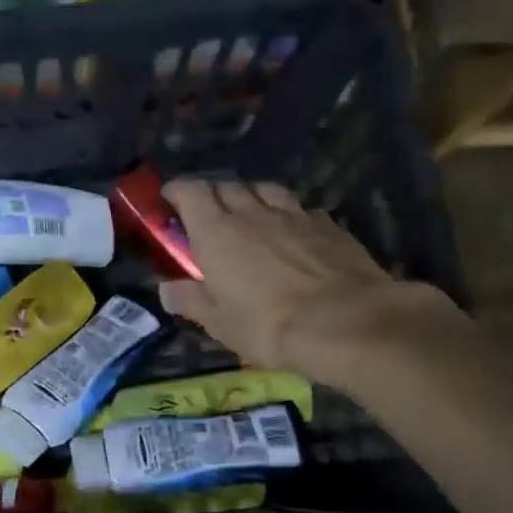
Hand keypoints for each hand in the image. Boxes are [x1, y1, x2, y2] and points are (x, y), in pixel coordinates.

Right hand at [158, 180, 463, 385]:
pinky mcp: (329, 224)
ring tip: (250, 215)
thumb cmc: (268, 325)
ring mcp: (294, 214)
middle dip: (212, 195)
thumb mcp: (220, 323)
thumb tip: (166, 290)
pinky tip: (293, 232)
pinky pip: (300, 208)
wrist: (345, 322)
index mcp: (217, 231)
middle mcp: (253, 213)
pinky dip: (288, 214)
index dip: (177, 191)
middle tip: (208, 215)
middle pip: (227, 186)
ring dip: (252, 197)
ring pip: (265, 190)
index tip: (169, 199)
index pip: (191, 192)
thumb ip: (191, 300)